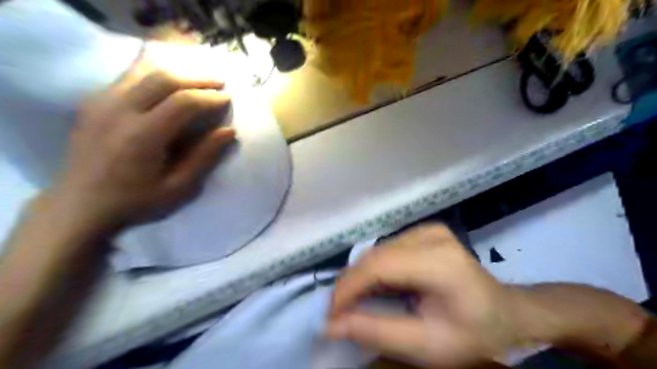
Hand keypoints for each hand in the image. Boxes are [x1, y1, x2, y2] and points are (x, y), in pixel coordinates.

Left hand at [50, 68, 235, 231]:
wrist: (80, 205)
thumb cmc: (135, 201)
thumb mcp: (178, 187)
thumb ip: (203, 157)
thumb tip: (229, 132)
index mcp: (143, 135)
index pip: (182, 102)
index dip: (209, 97)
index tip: (227, 98)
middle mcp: (119, 111)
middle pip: (163, 79)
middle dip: (196, 78)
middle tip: (218, 83)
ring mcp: (101, 103)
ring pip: (143, 72)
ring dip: (176, 72)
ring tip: (198, 79)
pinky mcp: (93, 103)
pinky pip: (128, 78)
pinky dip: (154, 75)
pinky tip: (168, 82)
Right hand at [327, 226, 524, 367]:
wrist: (506, 312)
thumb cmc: (473, 333)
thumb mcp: (426, 345)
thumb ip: (377, 332)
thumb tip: (331, 324)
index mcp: (439, 261)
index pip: (379, 265)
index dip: (348, 288)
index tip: (330, 314)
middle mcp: (430, 235)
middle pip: (375, 256)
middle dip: (352, 284)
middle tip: (340, 313)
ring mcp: (428, 230)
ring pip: (377, 251)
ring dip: (362, 277)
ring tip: (357, 303)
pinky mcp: (424, 231)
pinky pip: (387, 249)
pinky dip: (375, 270)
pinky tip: (378, 288)